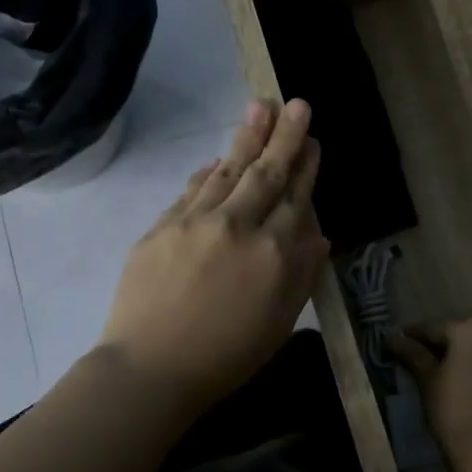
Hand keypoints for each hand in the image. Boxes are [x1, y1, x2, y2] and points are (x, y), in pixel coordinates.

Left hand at [100, 99, 327, 410]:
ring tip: (261, 107)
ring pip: (228, 171)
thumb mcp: (279, 322)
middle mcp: (239, 226)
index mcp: (274, 253)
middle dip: (285, 137)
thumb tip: (318, 236)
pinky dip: (208, 170)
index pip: (296, 199)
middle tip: (296, 103)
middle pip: (266, 173)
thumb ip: (301, 274)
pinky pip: (192, 189)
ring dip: (247, 137)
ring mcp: (196, 221)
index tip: (314, 141)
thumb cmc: (227, 357)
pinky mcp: (162, 227)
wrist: (153, 368)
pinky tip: (216, 157)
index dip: (307, 168)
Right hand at [385, 318, 471, 456]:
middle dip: (448, 346)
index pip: (436, 329)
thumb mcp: (429, 381)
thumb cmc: (455, 411)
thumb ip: (413, 354)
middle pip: (467, 335)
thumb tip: (392, 338)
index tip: (399, 341)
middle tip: (426, 360)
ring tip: (453, 375)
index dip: (415, 336)